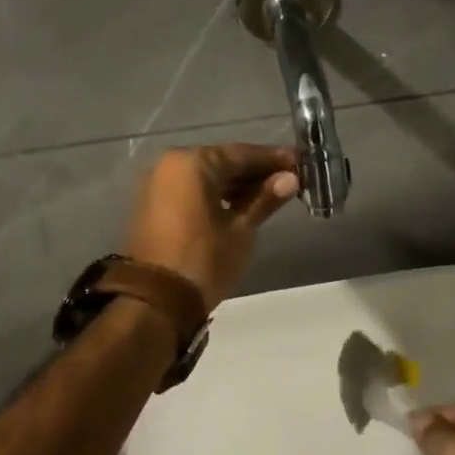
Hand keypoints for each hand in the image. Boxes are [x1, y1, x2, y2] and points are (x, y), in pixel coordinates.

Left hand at [124, 144, 299, 308]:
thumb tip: (290, 179)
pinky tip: (240, 206)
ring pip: (206, 177)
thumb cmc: (204, 260)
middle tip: (288, 179)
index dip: (273, 159)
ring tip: (269, 195)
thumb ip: (264, 199)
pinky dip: (215, 195)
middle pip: (222, 162)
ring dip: (236, 185)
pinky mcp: (153, 205)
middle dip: (255, 171)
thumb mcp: (241, 230)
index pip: (242, 153)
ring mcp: (158, 184)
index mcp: (193, 163)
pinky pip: (191, 190)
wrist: (154, 301)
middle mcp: (171, 165)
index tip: (300, 162)